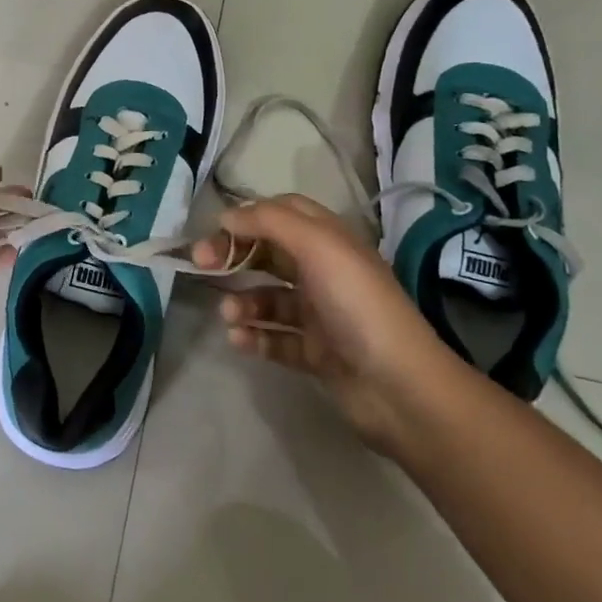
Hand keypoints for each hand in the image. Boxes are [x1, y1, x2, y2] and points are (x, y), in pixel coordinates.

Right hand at [194, 194, 471, 454]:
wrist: (400, 388)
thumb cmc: (358, 305)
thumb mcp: (318, 246)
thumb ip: (270, 222)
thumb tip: (227, 217)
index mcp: (329, 241)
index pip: (282, 213)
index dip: (248, 216)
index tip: (217, 230)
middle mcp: (324, 273)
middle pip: (269, 254)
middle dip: (234, 256)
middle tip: (201, 265)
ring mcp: (321, 315)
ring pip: (269, 299)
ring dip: (243, 302)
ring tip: (229, 316)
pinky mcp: (316, 354)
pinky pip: (275, 339)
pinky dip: (255, 337)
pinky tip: (239, 341)